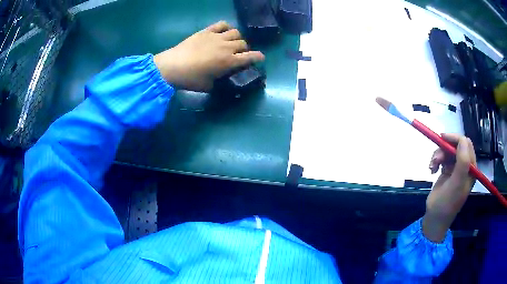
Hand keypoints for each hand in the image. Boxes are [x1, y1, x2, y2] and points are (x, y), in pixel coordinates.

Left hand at [154, 21, 264, 91]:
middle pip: (243, 43)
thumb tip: (224, 80)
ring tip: (231, 42)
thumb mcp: (209, 86)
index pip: (251, 57)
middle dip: (244, 49)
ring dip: (237, 38)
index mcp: (229, 62)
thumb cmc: (190, 79)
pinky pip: (222, 24)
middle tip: (238, 54)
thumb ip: (220, 82)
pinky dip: (226, 27)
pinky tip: (223, 32)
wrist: (172, 67)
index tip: (261, 58)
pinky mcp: (206, 31)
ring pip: (236, 32)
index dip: (258, 57)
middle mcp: (227, 47)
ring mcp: (217, 37)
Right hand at [422, 134, 475, 241]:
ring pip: (448, 150)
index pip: (466, 144)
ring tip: (432, 166)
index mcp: (471, 168)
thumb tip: (462, 139)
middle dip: (445, 148)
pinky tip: (432, 169)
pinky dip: (436, 161)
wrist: (434, 218)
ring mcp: (456, 168)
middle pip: (456, 146)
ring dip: (438, 155)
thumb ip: (462, 162)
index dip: (455, 139)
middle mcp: (465, 166)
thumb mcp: (456, 184)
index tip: (442, 138)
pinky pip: (442, 158)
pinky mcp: (448, 171)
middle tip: (435, 158)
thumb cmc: (447, 203)